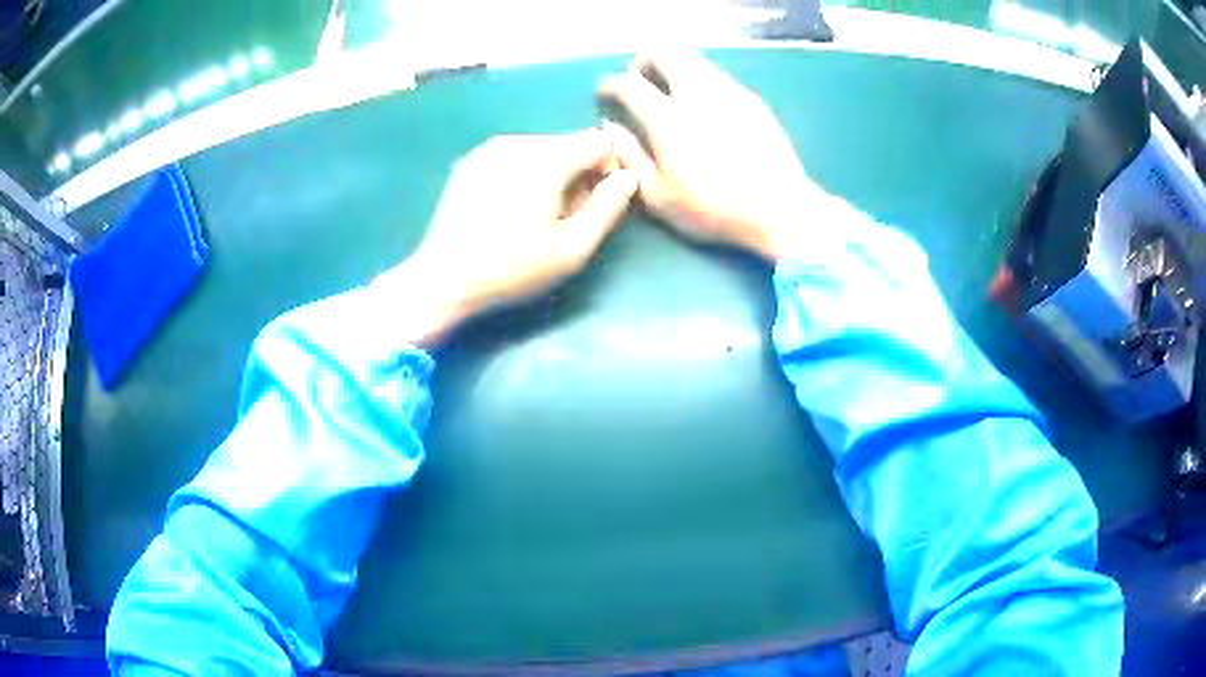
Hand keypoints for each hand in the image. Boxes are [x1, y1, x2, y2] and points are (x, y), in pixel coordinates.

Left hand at [375, 131, 636, 344]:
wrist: (443, 278)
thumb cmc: (512, 269)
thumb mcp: (572, 249)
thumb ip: (608, 208)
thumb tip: (630, 176)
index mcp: (547, 159)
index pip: (600, 143)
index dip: (607, 171)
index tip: (594, 204)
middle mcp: (518, 141)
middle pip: (569, 144)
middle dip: (577, 174)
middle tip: (562, 218)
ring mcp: (490, 148)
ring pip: (542, 149)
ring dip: (551, 174)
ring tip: (534, 216)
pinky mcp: (471, 160)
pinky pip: (514, 156)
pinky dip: (523, 174)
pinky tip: (508, 208)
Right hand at [598, 52, 826, 260]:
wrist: (779, 208)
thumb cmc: (714, 209)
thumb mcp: (658, 196)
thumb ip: (629, 156)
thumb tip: (611, 127)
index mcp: (667, 118)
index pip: (628, 84)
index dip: (609, 84)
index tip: (604, 93)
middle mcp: (696, 93)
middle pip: (664, 53)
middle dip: (644, 61)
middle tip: (640, 80)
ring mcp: (728, 91)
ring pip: (693, 60)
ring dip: (673, 67)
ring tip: (670, 92)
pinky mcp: (751, 99)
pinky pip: (716, 76)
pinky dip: (699, 80)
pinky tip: (704, 107)